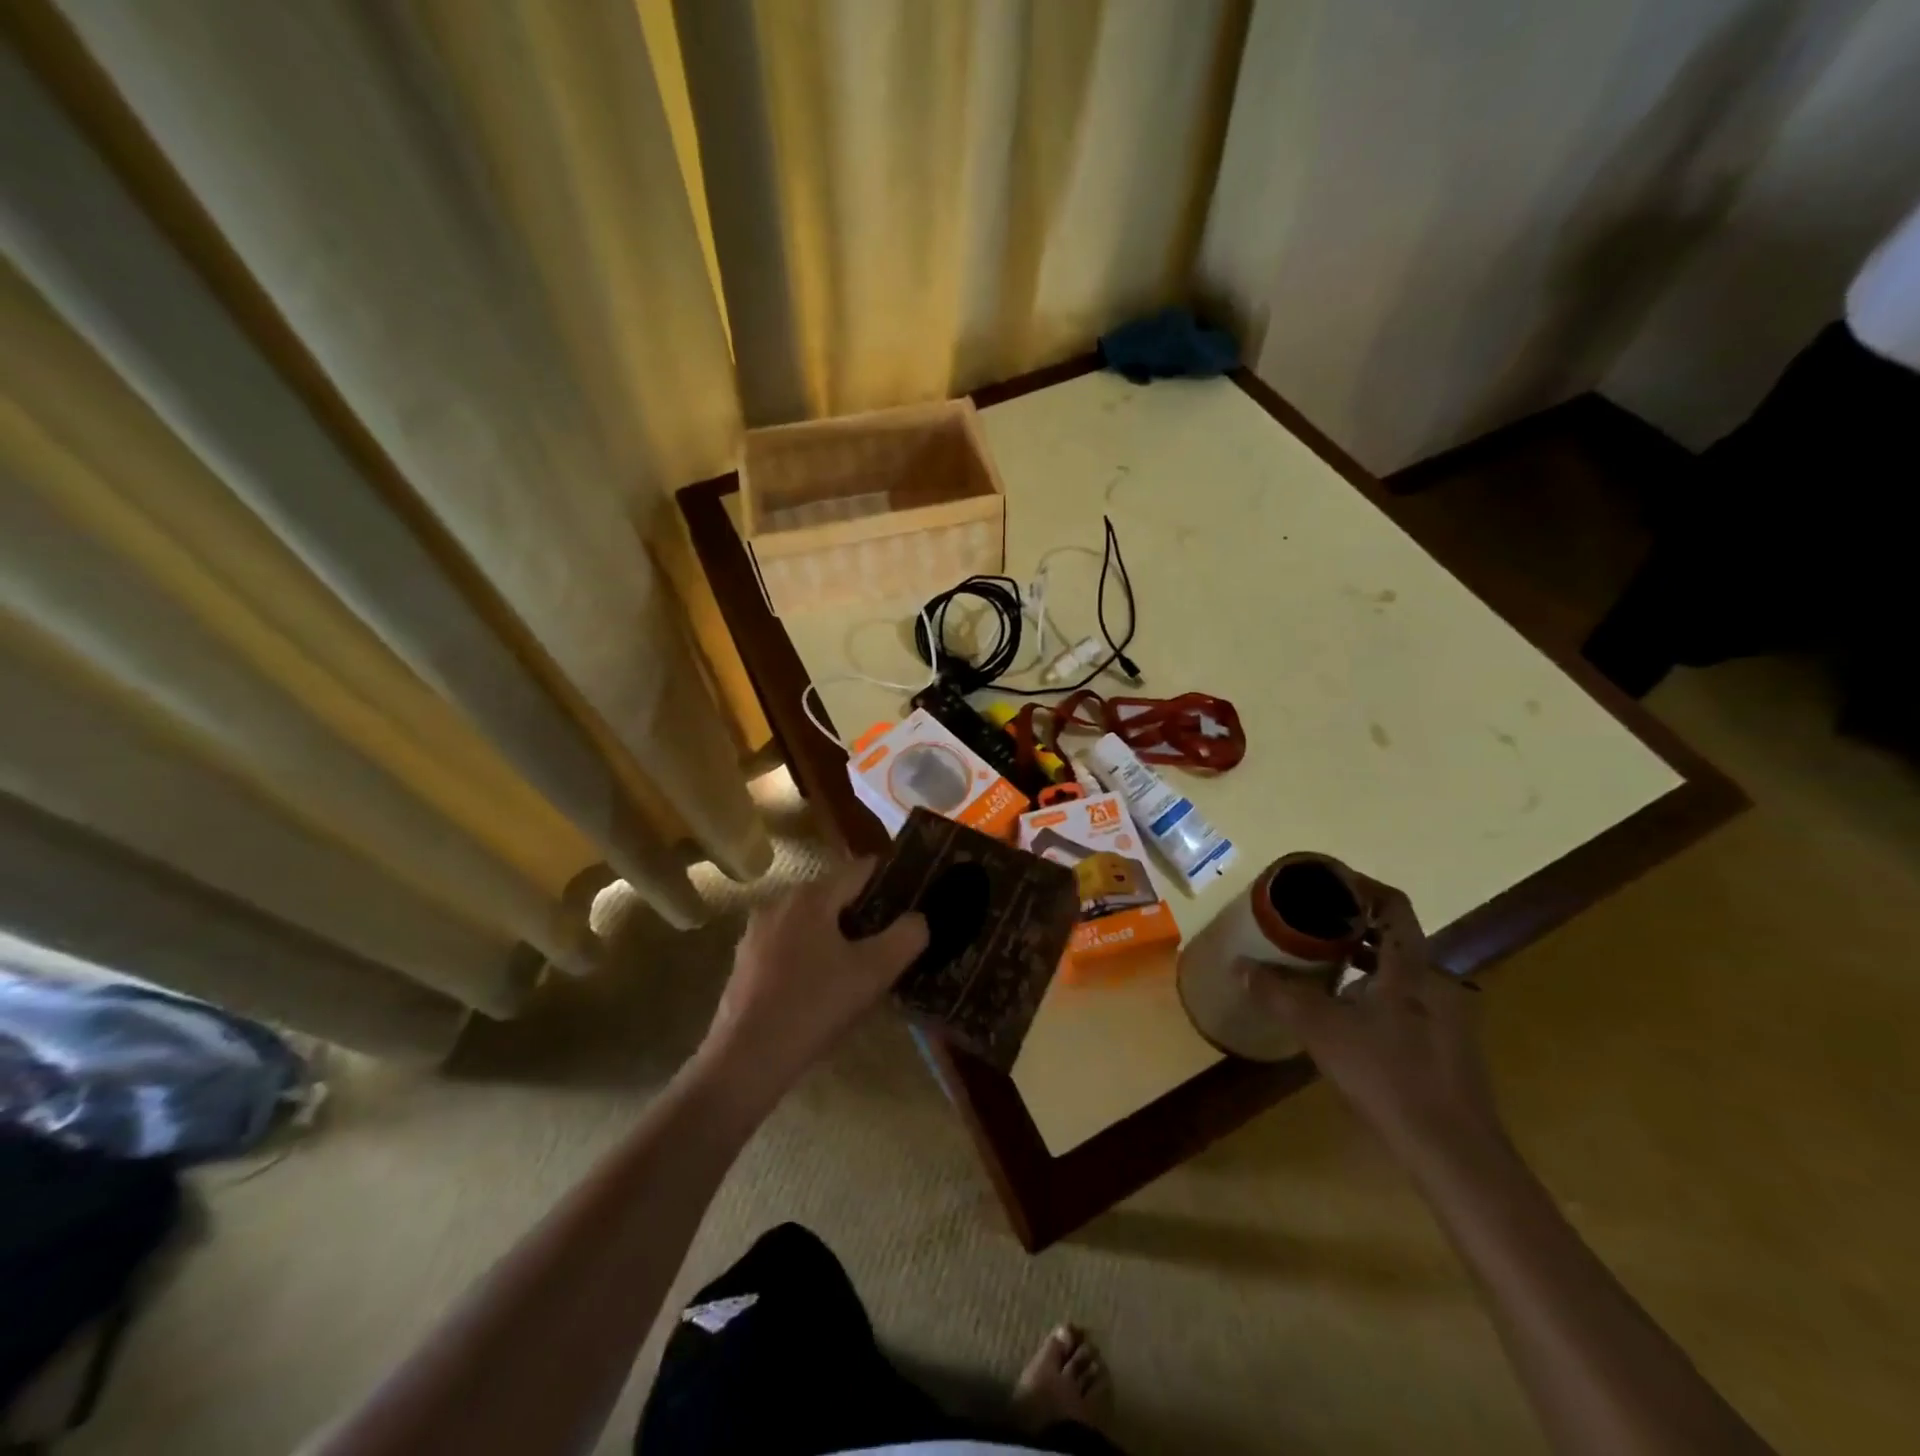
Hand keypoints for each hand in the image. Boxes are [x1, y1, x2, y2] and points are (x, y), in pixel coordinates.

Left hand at [698, 858, 927, 1104]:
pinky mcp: (745, 962)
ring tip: (859, 962)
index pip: (860, 870)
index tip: (912, 895)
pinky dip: (810, 953)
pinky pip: (788, 945)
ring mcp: (756, 933)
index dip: (890, 878)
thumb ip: (905, 937)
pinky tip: (821, 985)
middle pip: (833, 894)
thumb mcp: (874, 973)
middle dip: (864, 909)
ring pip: (809, 921)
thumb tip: (917, 919)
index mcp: (811, 897)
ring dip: (836, 934)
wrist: (747, 1058)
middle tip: (891, 935)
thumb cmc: (815, 1006)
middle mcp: (780, 903)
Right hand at [1247, 886, 1504, 1166]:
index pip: (1393, 904)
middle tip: (1309, 924)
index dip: (1360, 885)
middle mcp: (1436, 981)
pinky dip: (1375, 991)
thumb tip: (1239, 966)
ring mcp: (1447, 1015)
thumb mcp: (1322, 1029)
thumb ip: (1279, 993)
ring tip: (1319, 964)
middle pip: (1394, 936)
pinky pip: (1407, 999)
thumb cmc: (1388, 1075)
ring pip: (1400, 970)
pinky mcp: (1447, 1046)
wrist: (1454, 1152)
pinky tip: (1346, 1014)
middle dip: (1351, 925)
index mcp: (1412, 966)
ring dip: (1362, 960)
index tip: (1324, 882)